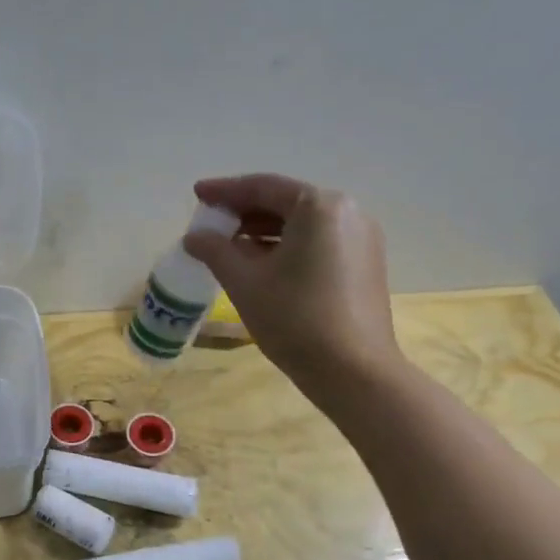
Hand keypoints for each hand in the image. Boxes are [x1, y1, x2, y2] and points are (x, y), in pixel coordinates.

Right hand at [183, 175, 405, 418]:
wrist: (354, 372)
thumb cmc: (294, 319)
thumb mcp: (244, 281)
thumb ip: (215, 250)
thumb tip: (194, 237)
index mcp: (319, 207)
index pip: (263, 187)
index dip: (225, 190)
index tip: (197, 194)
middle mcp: (347, 212)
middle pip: (285, 202)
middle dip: (244, 210)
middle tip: (210, 221)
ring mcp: (361, 239)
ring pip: (302, 224)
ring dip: (263, 230)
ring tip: (228, 244)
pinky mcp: (364, 264)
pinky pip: (317, 242)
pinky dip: (286, 245)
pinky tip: (260, 263)